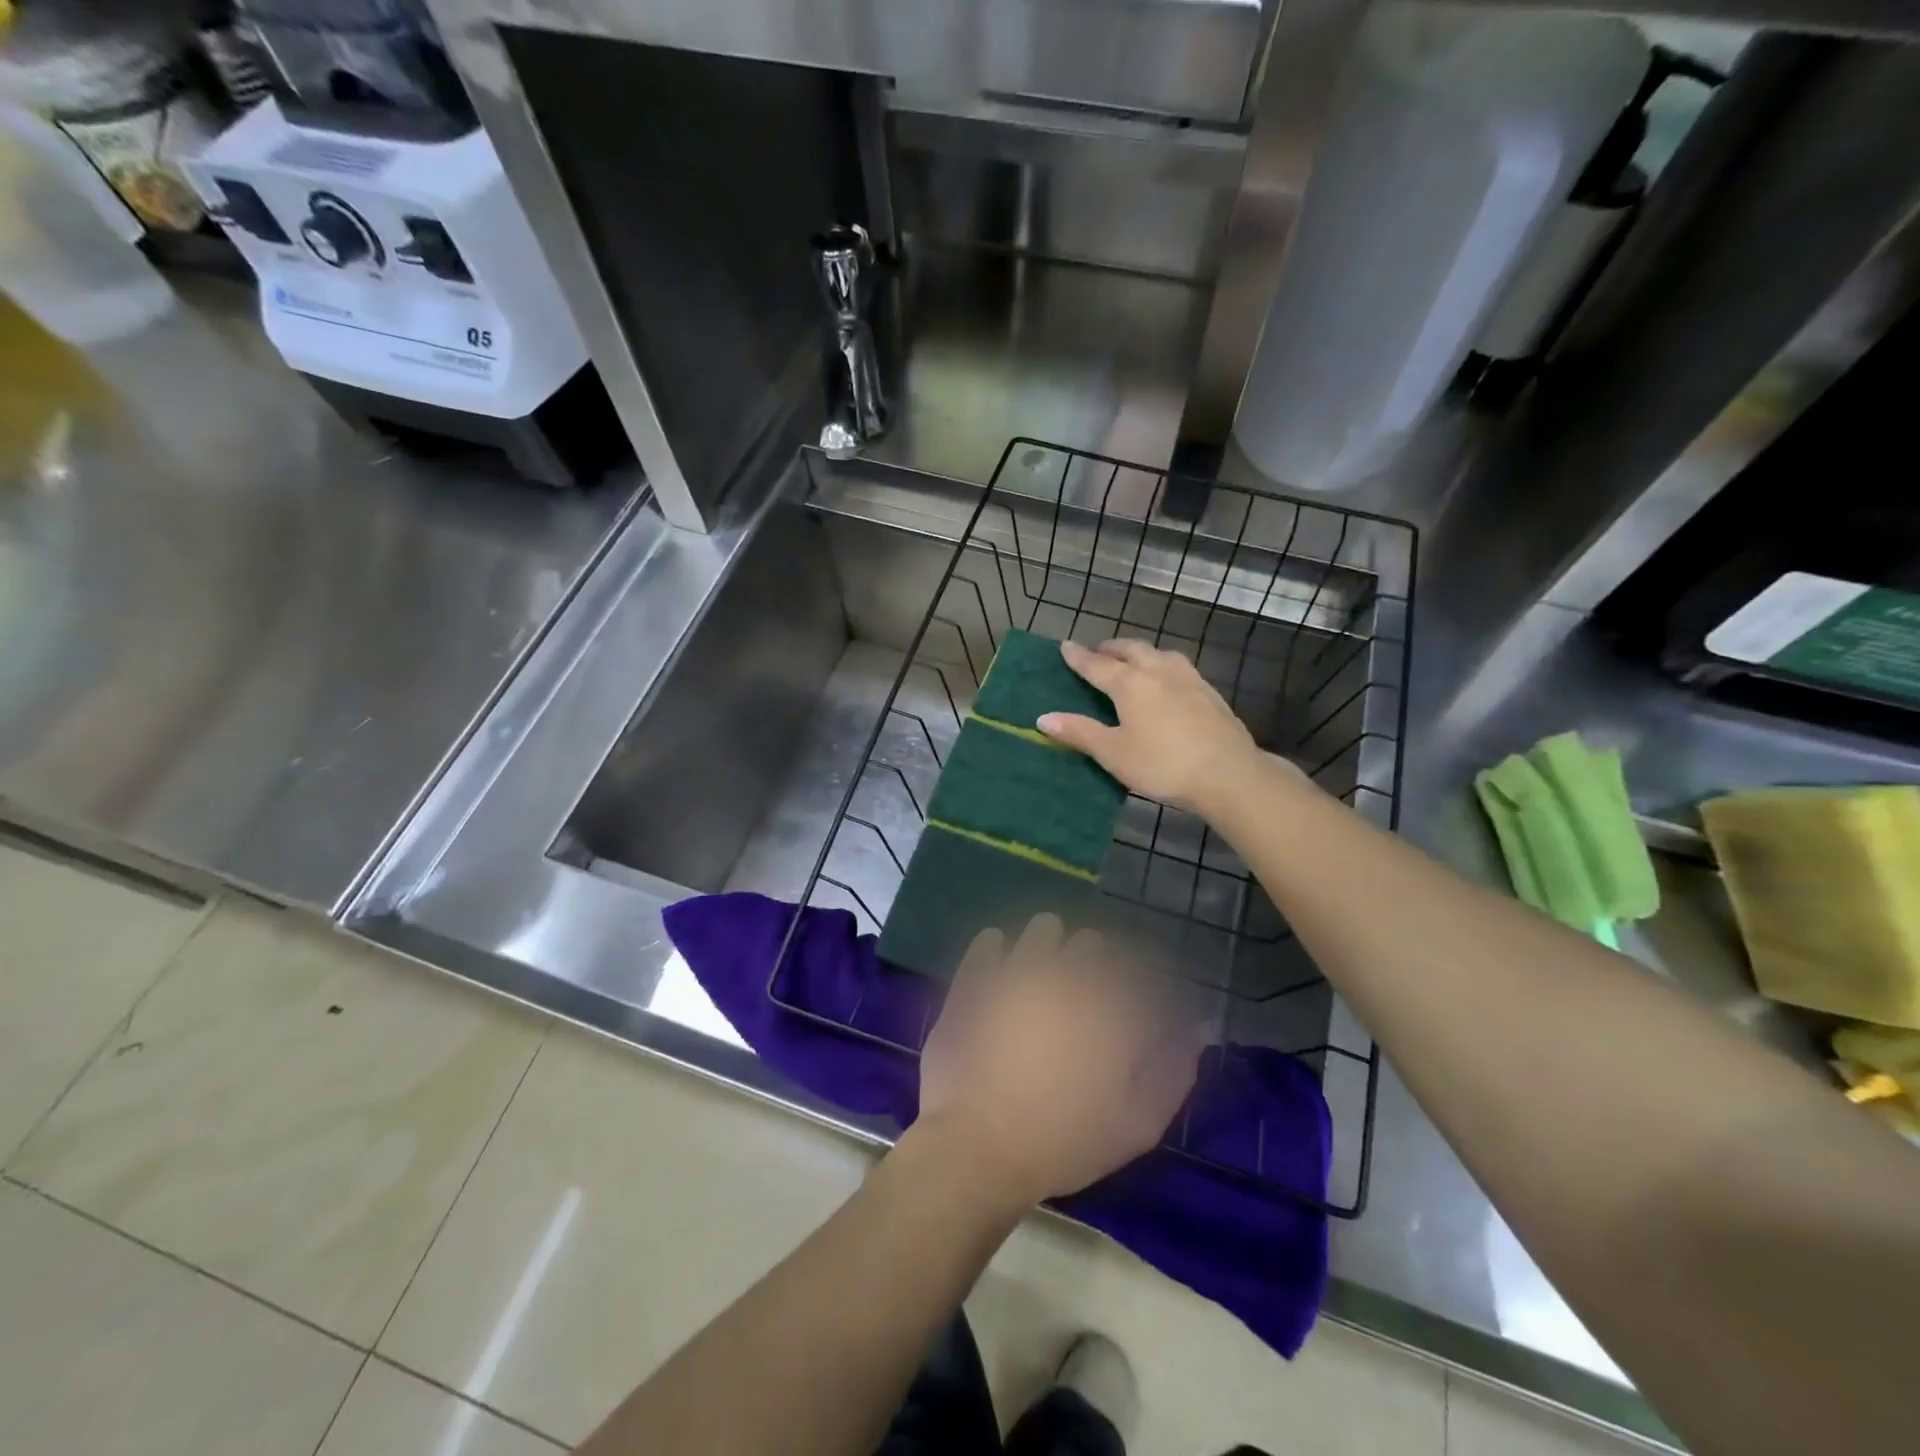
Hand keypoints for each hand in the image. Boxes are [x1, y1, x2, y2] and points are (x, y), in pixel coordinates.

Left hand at [914, 914, 1203, 1208]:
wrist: (978, 1148)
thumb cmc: (1065, 1143)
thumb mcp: (1138, 1124)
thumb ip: (1174, 1071)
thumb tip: (1197, 1030)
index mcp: (1115, 1006)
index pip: (1141, 971)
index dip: (1140, 990)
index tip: (1132, 1014)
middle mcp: (1071, 973)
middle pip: (1094, 942)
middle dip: (1096, 965)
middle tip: (1085, 1003)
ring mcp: (1019, 968)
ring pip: (1045, 928)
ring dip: (1051, 948)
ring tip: (1044, 982)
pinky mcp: (977, 974)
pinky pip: (991, 939)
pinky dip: (1000, 952)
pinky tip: (1002, 976)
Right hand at [1038, 638, 1268, 814]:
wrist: (1229, 774)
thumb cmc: (1163, 765)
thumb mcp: (1113, 753)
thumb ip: (1079, 733)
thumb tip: (1043, 718)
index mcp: (1130, 683)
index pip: (1097, 664)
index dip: (1078, 656)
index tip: (1065, 645)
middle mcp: (1158, 671)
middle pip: (1131, 650)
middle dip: (1111, 648)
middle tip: (1098, 652)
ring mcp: (1188, 678)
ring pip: (1159, 653)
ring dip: (1140, 652)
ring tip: (1132, 660)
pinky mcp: (1209, 692)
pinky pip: (1178, 667)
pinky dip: (1162, 665)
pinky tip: (1167, 680)